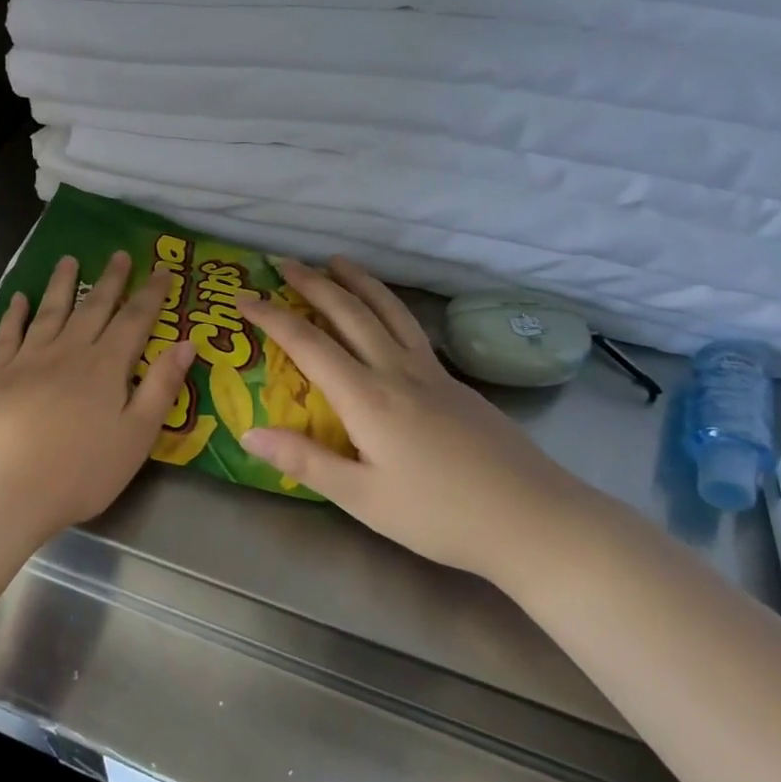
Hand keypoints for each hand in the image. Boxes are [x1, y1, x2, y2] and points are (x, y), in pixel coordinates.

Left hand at [0, 251, 195, 546]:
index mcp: (106, 366)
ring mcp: (30, 358)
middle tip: (119, 254)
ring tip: (70, 260)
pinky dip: (15, 313)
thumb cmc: (81, 471)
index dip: (151, 294)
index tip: (162, 270)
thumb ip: (162, 387)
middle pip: (94, 307)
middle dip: (111, 279)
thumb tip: (187, 342)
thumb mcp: (137, 436)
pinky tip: (19, 299)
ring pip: (51, 310)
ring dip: (62, 283)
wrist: (7, 487)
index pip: (135, 319)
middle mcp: (69, 350)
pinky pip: (9, 333)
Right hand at [239, 257, 582, 581]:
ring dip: (358, 282)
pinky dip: (387, 305)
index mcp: (368, 398)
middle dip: (313, 283)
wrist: (537, 520)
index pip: (308, 343)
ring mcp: (431, 373)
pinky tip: (386, 312)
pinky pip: (411, 328)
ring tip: (337, 261)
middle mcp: (397, 371)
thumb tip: (247, 432)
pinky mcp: (455, 383)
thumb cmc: (442, 516)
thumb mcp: (363, 499)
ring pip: (388, 311)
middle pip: (349, 312)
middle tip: (284, 261)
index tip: (243, 297)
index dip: (271, 316)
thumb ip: (305, 461)